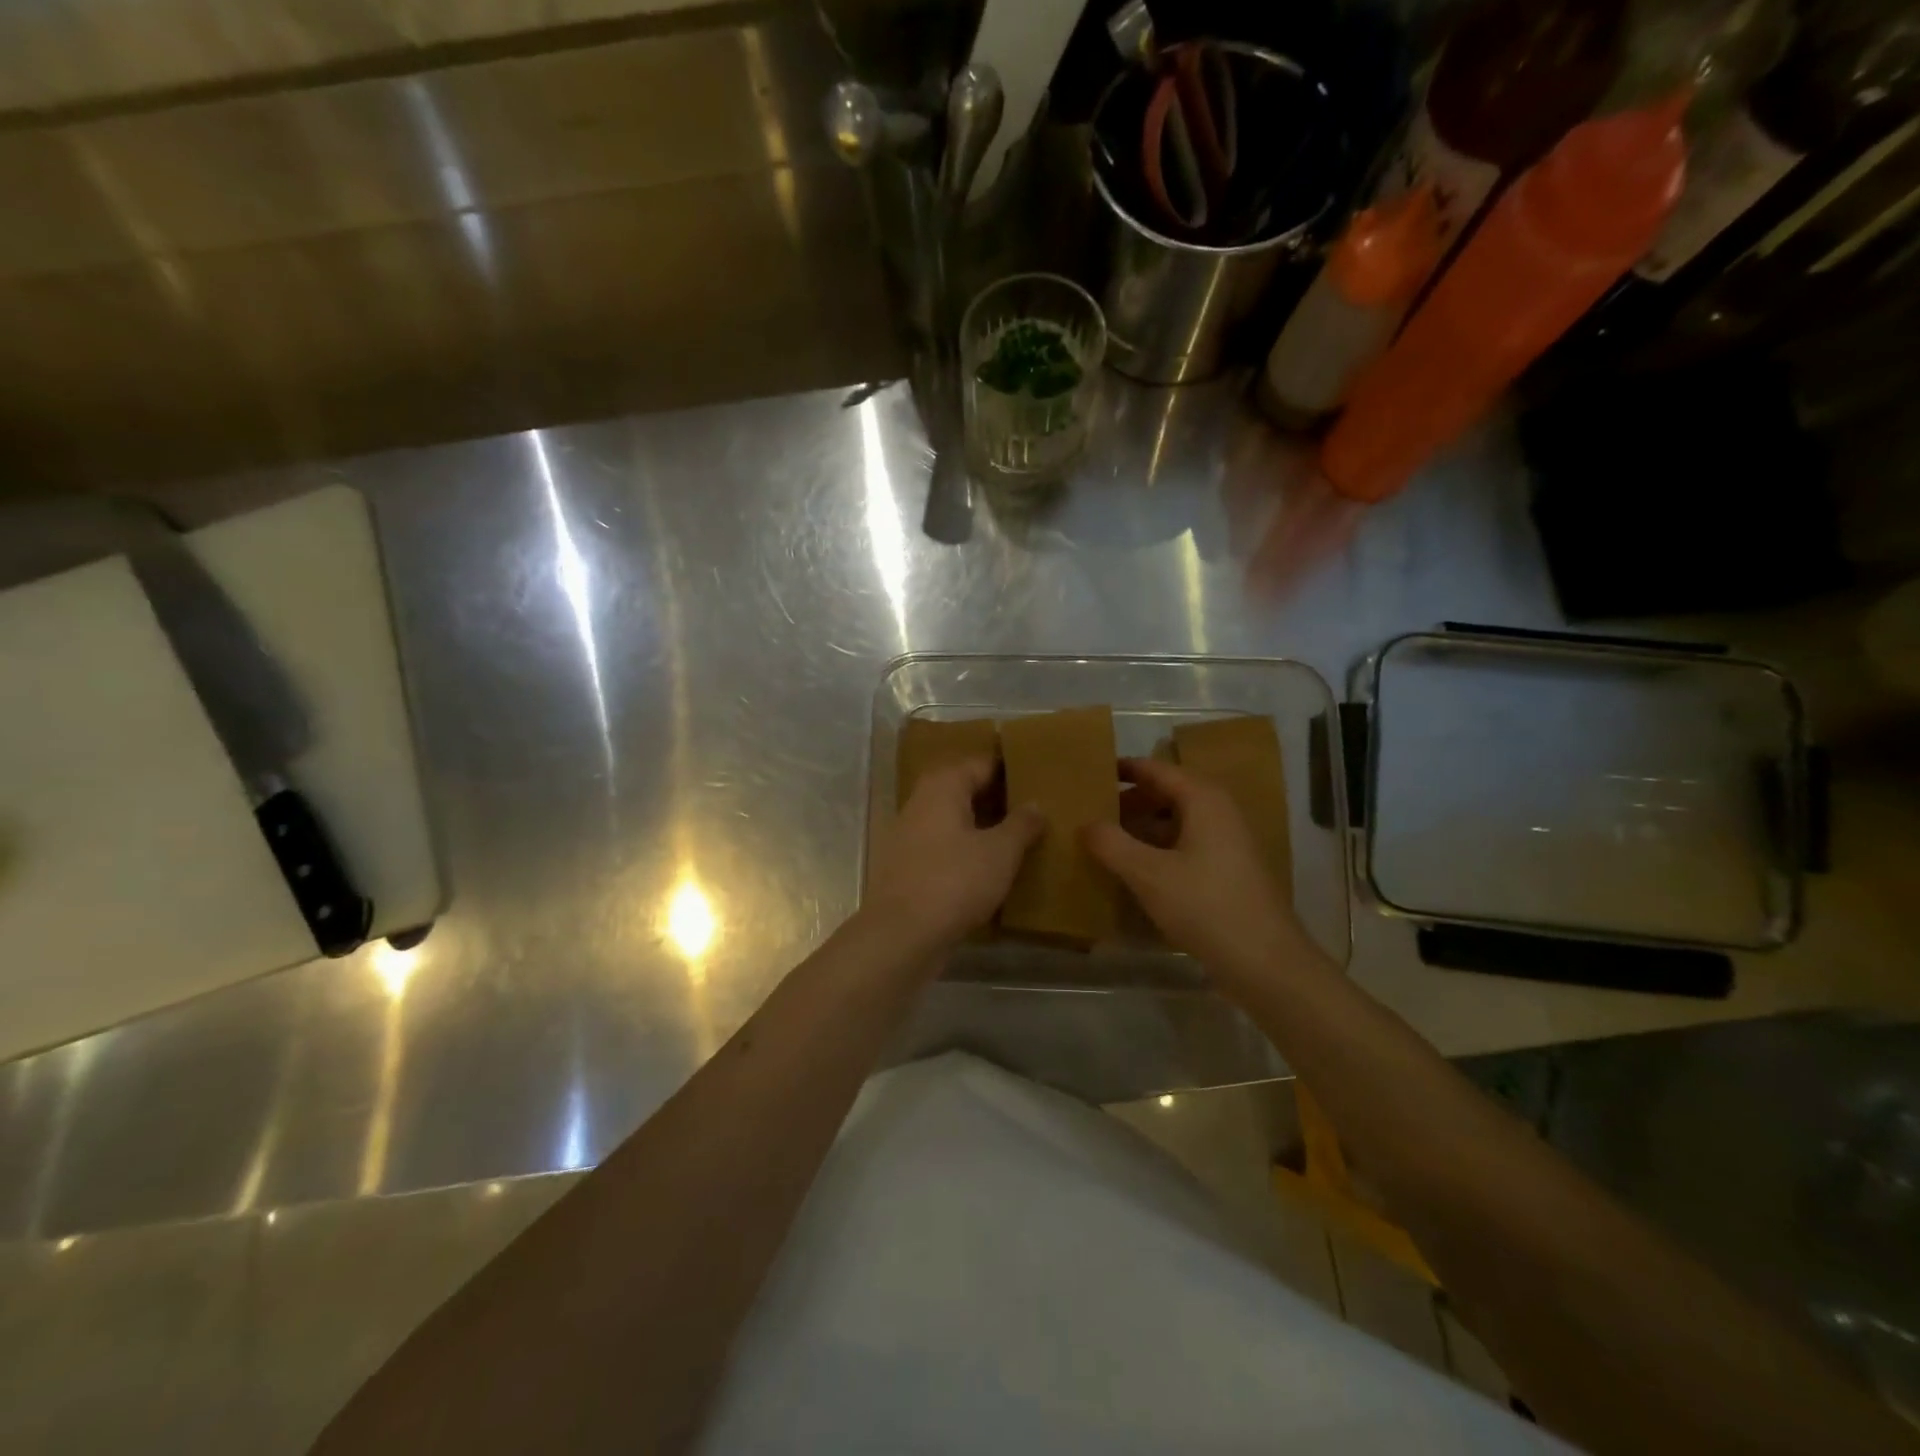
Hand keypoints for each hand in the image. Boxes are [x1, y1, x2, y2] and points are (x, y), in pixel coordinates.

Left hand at [863, 756, 1041, 954]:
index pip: (983, 763)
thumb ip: (1021, 824)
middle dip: (1001, 799)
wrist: (901, 935)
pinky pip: (948, 848)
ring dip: (986, 828)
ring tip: (1025, 839)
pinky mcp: (910, 867)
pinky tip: (995, 869)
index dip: (1012, 769)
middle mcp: (922, 802)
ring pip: (957, 821)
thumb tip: (1035, 804)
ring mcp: (912, 836)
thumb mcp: (1000, 852)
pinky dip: (970, 852)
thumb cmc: (954, 881)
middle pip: (967, 791)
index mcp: (943, 786)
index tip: (1042, 777)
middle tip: (1040, 809)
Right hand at [1084, 757, 1313, 988]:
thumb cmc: (1205, 906)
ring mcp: (1227, 844)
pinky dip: (1158, 850)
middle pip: (1168, 794)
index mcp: (1203, 800)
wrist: (1265, 962)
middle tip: (1092, 810)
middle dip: (1131, 800)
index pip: (1157, 770)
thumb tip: (1085, 824)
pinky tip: (1135, 871)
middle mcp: (1219, 813)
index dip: (1125, 769)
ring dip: (1143, 828)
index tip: (1093, 772)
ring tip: (1106, 840)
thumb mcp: (1148, 874)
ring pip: (1177, 823)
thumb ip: (1112, 844)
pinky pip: (1186, 847)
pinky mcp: (1228, 872)